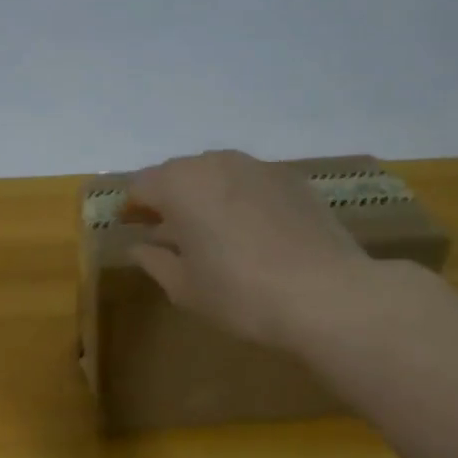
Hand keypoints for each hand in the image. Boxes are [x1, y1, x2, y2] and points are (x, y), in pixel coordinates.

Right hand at [126, 150, 372, 352]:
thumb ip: (154, 261)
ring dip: (206, 197)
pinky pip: (251, 183)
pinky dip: (241, 200)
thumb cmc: (239, 294)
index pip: (140, 186)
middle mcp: (216, 162)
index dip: (131, 208)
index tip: (131, 230)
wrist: (326, 294)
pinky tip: (252, 234)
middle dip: (168, 199)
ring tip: (213, 234)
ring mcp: (259, 166)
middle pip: (178, 174)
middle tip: (170, 235)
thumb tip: (138, 247)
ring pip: (217, 174)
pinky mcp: (293, 179)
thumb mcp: (184, 287)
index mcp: (180, 185)